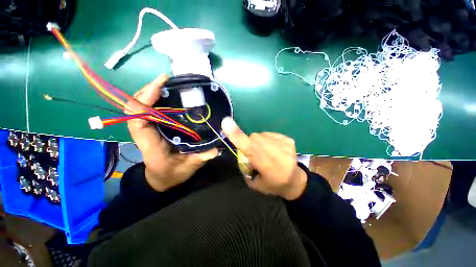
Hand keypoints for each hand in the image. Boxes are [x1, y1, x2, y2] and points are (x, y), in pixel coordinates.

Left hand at [127, 74, 217, 191]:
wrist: (162, 178)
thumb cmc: (172, 174)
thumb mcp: (189, 167)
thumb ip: (201, 157)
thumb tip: (216, 148)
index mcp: (151, 145)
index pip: (139, 120)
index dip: (144, 102)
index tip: (159, 87)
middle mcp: (146, 134)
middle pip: (137, 107)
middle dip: (149, 90)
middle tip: (166, 80)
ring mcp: (150, 129)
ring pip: (141, 106)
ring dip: (151, 92)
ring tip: (168, 84)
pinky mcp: (155, 127)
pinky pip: (150, 110)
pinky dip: (156, 99)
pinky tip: (169, 95)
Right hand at [221, 117, 306, 199]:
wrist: (294, 180)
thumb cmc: (272, 184)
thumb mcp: (253, 182)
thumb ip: (243, 164)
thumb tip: (239, 147)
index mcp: (268, 167)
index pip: (250, 148)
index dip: (237, 136)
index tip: (226, 122)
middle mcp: (277, 153)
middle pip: (254, 138)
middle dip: (249, 143)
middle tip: (254, 154)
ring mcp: (284, 144)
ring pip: (261, 135)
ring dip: (258, 142)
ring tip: (266, 153)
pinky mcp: (288, 139)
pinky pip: (269, 134)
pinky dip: (267, 140)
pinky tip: (273, 149)